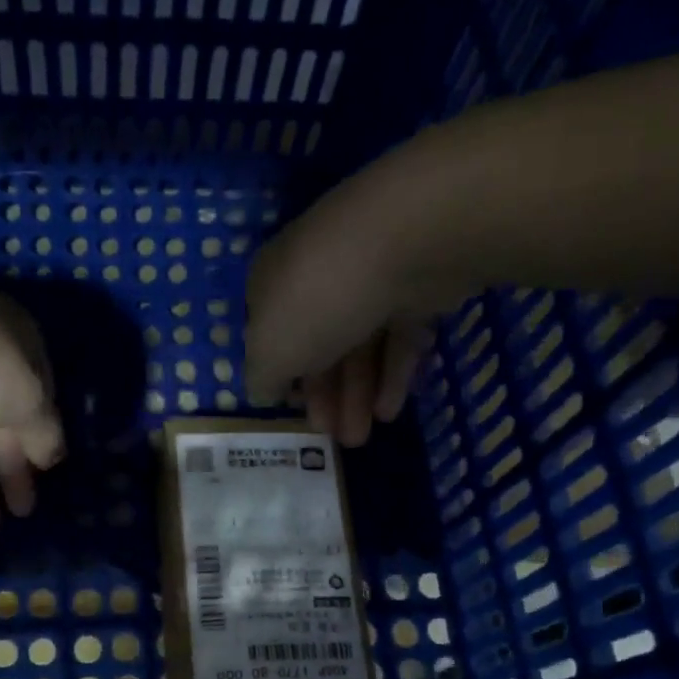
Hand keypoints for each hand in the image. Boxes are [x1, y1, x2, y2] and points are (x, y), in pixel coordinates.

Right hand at [244, 187, 435, 447]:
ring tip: (361, 438)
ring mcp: (369, 279)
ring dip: (357, 395)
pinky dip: (393, 374)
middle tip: (333, 439)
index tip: (293, 412)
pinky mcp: (416, 285)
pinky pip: (398, 336)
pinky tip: (390, 411)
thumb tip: (263, 391)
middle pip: (317, 345)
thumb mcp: (269, 350)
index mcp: (272, 284)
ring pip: (359, 346)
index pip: (269, 334)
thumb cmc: (318, 299)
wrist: (406, 239)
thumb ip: (262, 377)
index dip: (280, 377)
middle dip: (324, 397)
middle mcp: (317, 277)